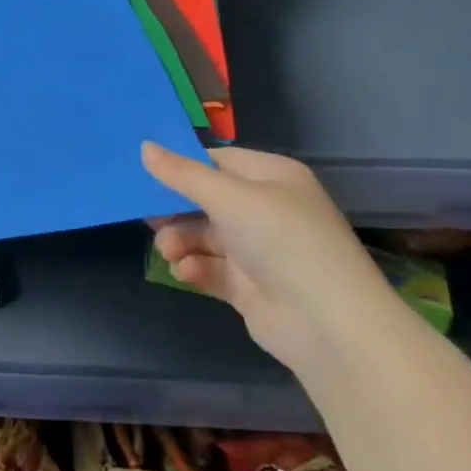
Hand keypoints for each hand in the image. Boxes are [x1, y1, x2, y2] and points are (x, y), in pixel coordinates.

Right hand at [141, 142, 402, 374]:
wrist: (327, 323)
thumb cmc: (281, 241)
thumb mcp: (229, 197)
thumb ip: (182, 174)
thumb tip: (144, 146)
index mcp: (271, 177)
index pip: (217, 161)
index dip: (181, 166)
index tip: (142, 173)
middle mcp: (266, 209)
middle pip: (205, 200)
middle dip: (175, 210)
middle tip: (148, 218)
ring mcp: (258, 249)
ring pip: (203, 235)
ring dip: (180, 241)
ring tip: (169, 252)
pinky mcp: (249, 285)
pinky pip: (210, 268)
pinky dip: (195, 268)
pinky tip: (186, 272)